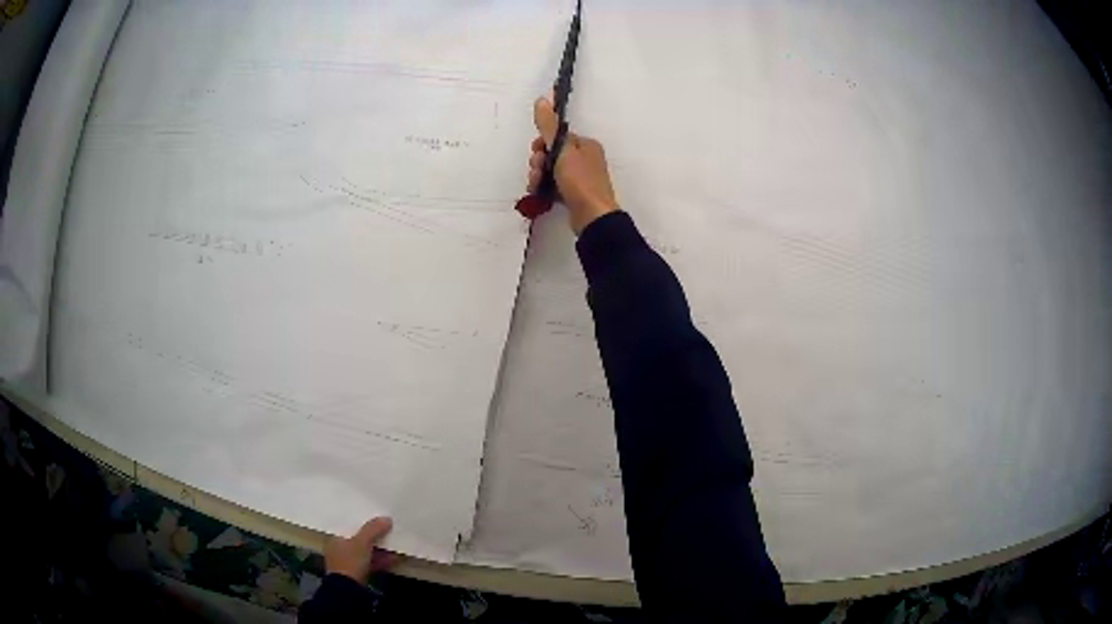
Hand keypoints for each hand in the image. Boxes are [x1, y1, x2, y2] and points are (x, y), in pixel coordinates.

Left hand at [324, 517, 400, 582]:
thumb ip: (373, 529)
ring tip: (395, 541)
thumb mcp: (361, 542)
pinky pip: (371, 562)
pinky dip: (382, 559)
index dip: (360, 520)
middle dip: (373, 534)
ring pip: (366, 551)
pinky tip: (395, 557)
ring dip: (380, 548)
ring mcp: (349, 562)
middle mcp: (340, 548)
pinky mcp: (359, 573)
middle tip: (387, 527)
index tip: (373, 515)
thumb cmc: (350, 561)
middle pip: (358, 538)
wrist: (349, 590)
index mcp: (335, 538)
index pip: (347, 525)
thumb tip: (386, 518)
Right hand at [528, 96, 618, 234]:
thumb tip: (541, 99)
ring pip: (551, 171)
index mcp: (586, 145)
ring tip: (536, 184)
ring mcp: (580, 179)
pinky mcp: (574, 195)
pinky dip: (544, 188)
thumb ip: (549, 126)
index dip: (543, 143)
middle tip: (537, 170)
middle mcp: (585, 160)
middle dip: (539, 161)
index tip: (536, 151)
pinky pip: (554, 186)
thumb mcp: (562, 150)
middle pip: (553, 154)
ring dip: (539, 175)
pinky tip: (538, 193)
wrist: (592, 216)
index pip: (558, 138)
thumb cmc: (580, 180)